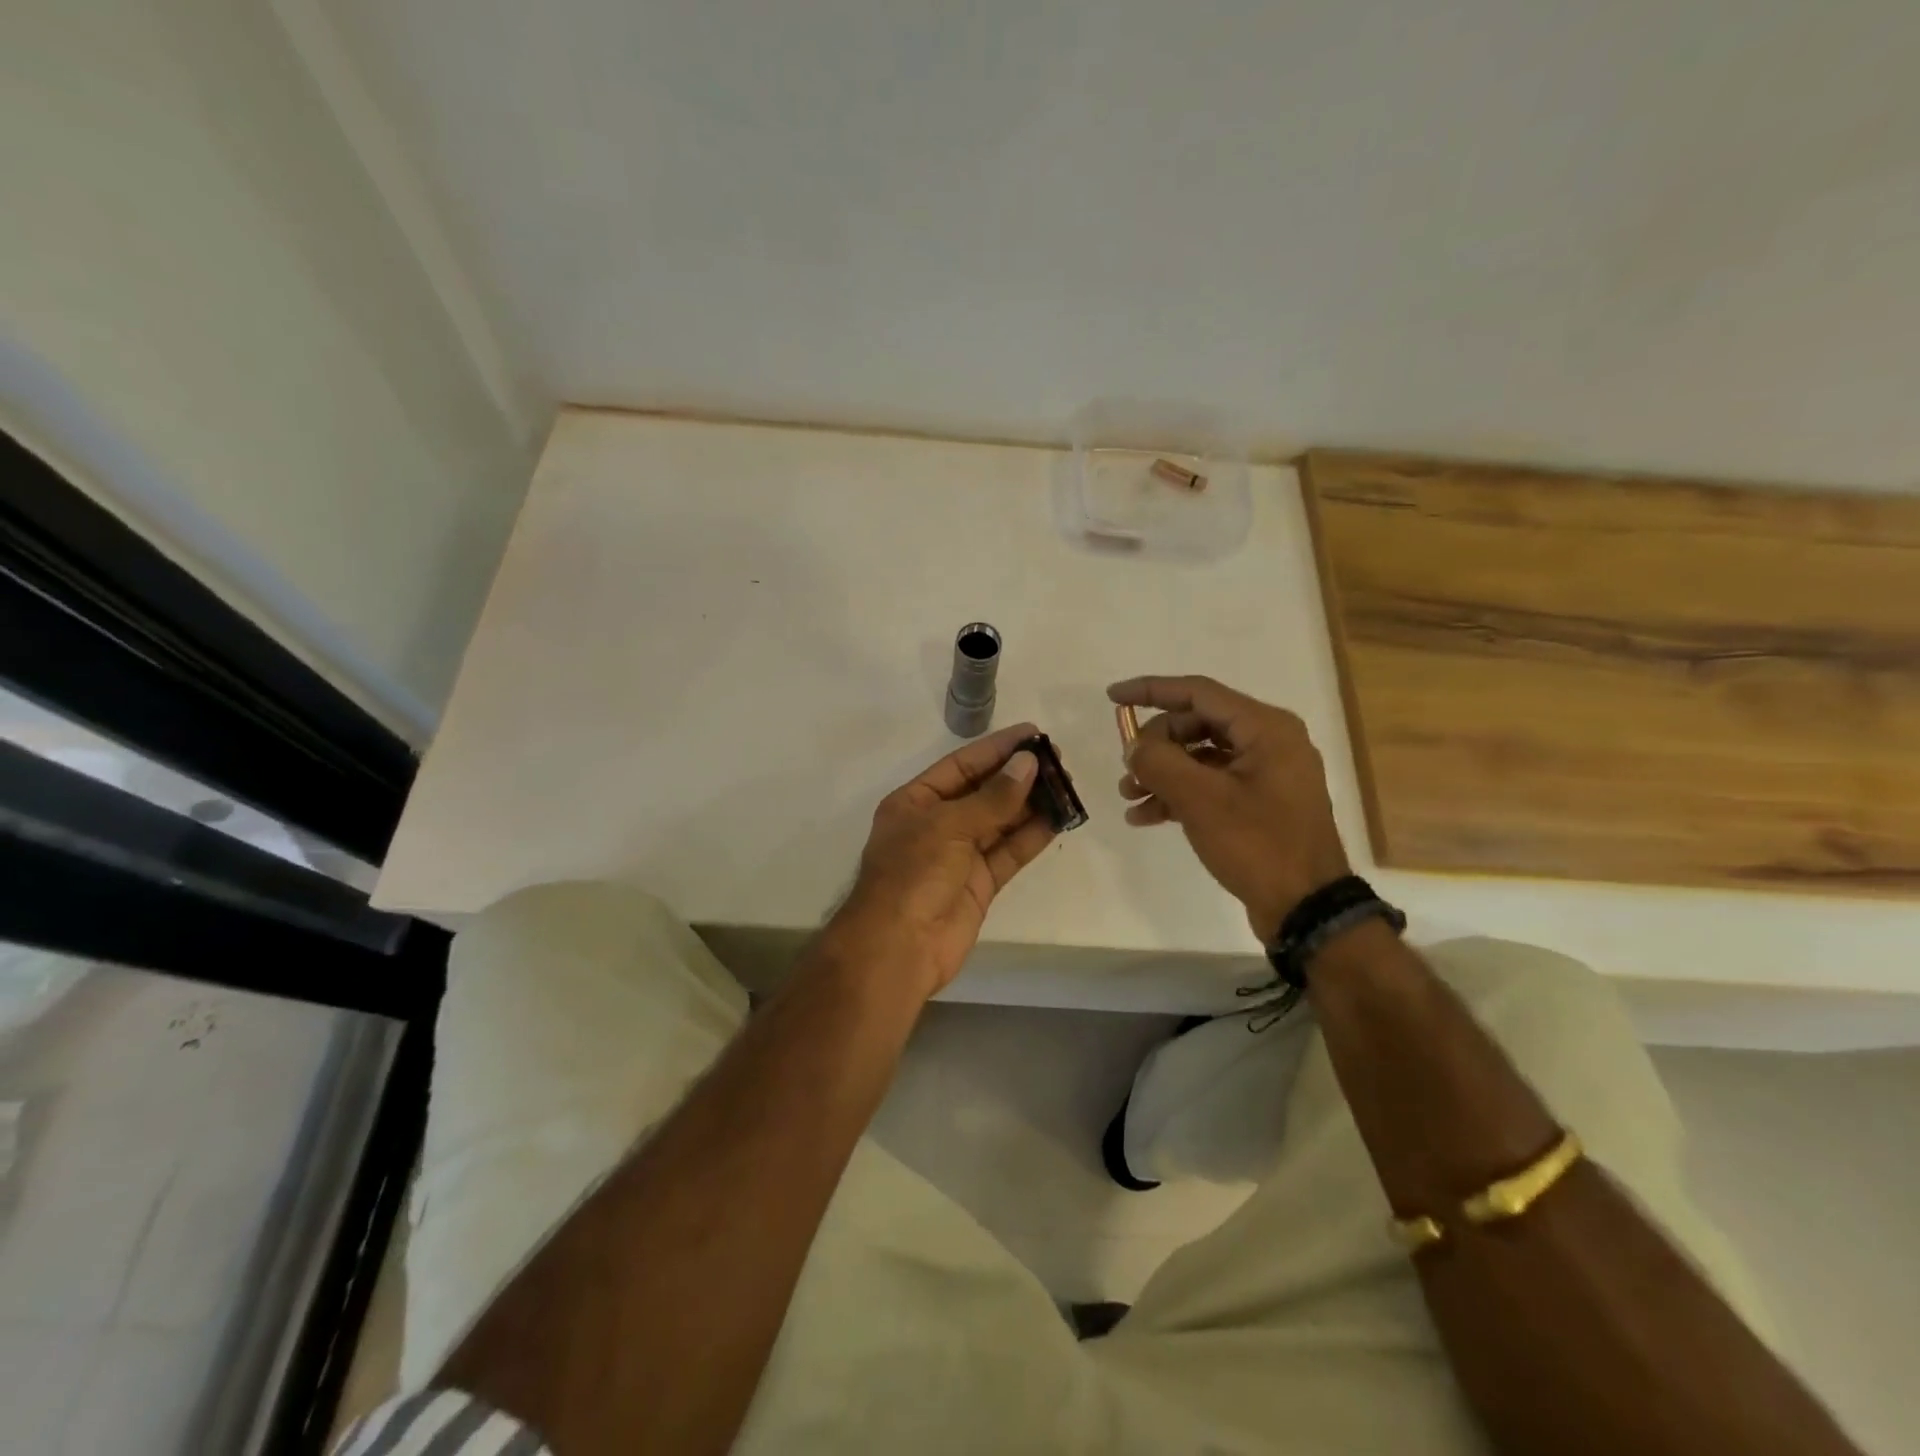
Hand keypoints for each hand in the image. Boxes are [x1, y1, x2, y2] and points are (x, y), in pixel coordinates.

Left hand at [820, 723, 1055, 1000]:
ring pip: (1000, 822)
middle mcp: (937, 824)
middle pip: (983, 792)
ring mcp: (959, 855)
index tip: (1033, 733)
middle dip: (1018, 775)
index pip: (961, 765)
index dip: (996, 749)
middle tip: (1058, 759)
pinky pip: (1009, 852)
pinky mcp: (979, 884)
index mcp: (916, 802)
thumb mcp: (948, 825)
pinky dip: (1032, 836)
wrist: (898, 948)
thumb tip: (1028, 764)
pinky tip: (1058, 819)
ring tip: (1066, 785)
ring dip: (1031, 804)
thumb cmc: (912, 874)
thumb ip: (992, 797)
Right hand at [1109, 676, 1349, 942]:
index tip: (1112, 697)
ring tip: (1128, 797)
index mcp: (1265, 728)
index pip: (1197, 692)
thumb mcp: (1200, 800)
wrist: (1306, 908)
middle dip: (1155, 745)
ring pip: (1200, 757)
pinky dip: (1179, 795)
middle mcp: (1269, 742)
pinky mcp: (1259, 803)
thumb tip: (1135, 746)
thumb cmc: (1257, 844)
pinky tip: (1146, 817)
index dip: (1151, 690)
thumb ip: (1159, 762)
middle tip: (1127, 770)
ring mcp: (1266, 774)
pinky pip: (1211, 784)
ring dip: (1162, 772)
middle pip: (1196, 724)